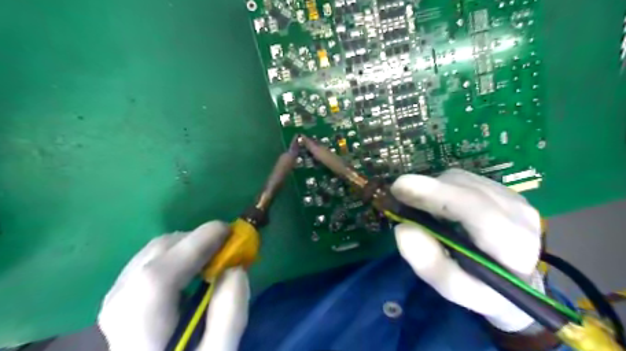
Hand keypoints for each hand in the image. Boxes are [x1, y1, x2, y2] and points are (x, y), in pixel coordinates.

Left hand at [97, 223, 249, 350]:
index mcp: (141, 333)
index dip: (195, 245)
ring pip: (152, 251)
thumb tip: (236, 269)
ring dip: (188, 245)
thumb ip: (230, 316)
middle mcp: (118, 310)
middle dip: (197, 240)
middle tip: (228, 246)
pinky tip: (193, 267)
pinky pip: (150, 258)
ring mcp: (114, 301)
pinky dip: (177, 252)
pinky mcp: (119, 296)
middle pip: (156, 255)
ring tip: (214, 255)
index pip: (159, 276)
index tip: (229, 231)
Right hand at [390, 169, 542, 333]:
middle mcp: (520, 213)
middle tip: (400, 197)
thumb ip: (430, 264)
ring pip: (462, 179)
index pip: (473, 208)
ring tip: (424, 208)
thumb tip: (403, 228)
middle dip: (427, 189)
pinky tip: (441, 205)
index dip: (434, 193)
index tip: (399, 188)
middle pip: (463, 187)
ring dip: (435, 189)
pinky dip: (444, 187)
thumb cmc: (484, 290)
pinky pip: (465, 179)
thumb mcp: (455, 289)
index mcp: (513, 244)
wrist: (517, 282)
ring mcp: (514, 197)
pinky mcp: (505, 190)